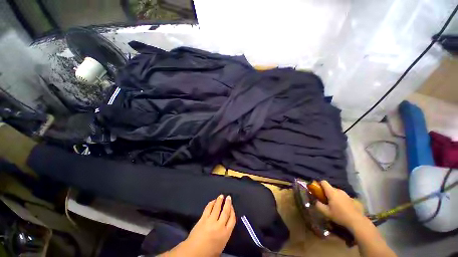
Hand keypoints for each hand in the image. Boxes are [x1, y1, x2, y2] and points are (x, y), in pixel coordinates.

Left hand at [164, 195, 235, 256]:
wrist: (194, 253)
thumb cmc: (209, 252)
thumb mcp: (221, 245)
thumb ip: (225, 233)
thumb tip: (226, 223)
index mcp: (225, 233)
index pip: (232, 219)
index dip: (232, 211)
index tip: (232, 207)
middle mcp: (219, 225)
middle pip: (225, 211)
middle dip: (228, 203)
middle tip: (229, 197)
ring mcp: (210, 221)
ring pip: (217, 208)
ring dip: (219, 200)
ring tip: (221, 196)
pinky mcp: (203, 219)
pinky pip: (208, 208)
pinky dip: (211, 203)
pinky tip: (212, 201)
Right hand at [315, 180, 366, 229]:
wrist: (357, 221)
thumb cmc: (340, 215)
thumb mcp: (326, 212)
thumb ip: (318, 205)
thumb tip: (316, 201)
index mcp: (332, 192)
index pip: (324, 182)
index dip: (319, 184)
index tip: (318, 190)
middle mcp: (339, 191)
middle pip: (330, 188)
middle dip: (327, 192)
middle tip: (326, 200)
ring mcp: (347, 195)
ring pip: (337, 192)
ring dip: (334, 196)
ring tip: (335, 205)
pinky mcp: (352, 199)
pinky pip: (343, 197)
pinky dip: (341, 200)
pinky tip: (343, 208)